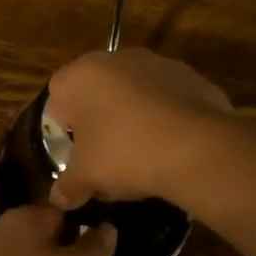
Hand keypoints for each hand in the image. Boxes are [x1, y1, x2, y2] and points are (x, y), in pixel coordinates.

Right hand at [44, 49, 234, 209]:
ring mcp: (159, 63)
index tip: (78, 150)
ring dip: (134, 114)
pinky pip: (167, 98)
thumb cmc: (126, 153)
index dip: (64, 124)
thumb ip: (68, 185)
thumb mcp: (87, 177)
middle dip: (100, 118)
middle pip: (98, 89)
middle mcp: (118, 58)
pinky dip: (166, 116)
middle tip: (107, 153)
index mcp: (83, 74)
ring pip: (135, 91)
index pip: (58, 93)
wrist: (197, 148)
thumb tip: (59, 198)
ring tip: (144, 152)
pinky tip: (172, 145)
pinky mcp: (191, 76)